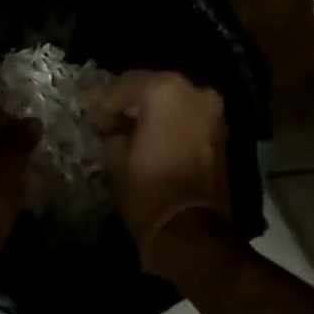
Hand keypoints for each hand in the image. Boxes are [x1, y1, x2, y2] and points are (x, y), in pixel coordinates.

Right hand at [90, 70, 230, 278]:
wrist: (191, 230)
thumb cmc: (147, 188)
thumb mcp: (115, 155)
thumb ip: (112, 129)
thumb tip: (112, 123)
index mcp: (165, 89)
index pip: (125, 84)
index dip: (104, 101)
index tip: (91, 117)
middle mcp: (194, 91)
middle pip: (152, 87)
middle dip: (130, 103)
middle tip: (109, 121)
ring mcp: (212, 112)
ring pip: (173, 102)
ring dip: (152, 112)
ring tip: (130, 131)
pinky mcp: (221, 133)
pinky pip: (188, 118)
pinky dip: (170, 123)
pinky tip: (152, 139)